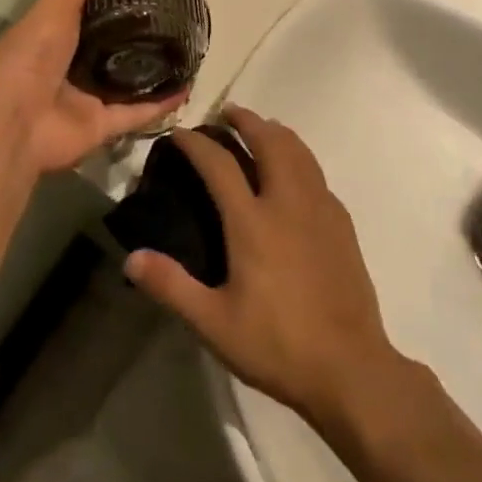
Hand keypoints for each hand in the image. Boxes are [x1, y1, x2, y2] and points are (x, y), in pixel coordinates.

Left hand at [0, 0, 186, 174]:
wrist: (13, 124)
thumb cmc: (30, 56)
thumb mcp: (57, 5)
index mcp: (53, 33)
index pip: (85, 8)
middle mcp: (70, 64)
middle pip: (109, 45)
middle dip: (137, 32)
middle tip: (173, 12)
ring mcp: (86, 96)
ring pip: (126, 80)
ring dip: (152, 68)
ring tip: (185, 47)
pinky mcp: (102, 125)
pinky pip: (137, 112)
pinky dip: (161, 103)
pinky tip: (187, 87)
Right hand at [124, 108, 407, 427]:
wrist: (350, 368)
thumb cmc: (277, 344)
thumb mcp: (214, 323)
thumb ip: (171, 286)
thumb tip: (131, 258)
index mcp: (252, 221)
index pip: (219, 164)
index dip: (196, 142)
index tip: (179, 132)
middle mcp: (287, 202)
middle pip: (268, 141)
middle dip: (245, 120)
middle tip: (226, 113)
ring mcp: (319, 209)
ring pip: (298, 150)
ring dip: (275, 131)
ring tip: (260, 128)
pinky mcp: (341, 223)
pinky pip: (316, 173)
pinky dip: (299, 157)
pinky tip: (294, 173)